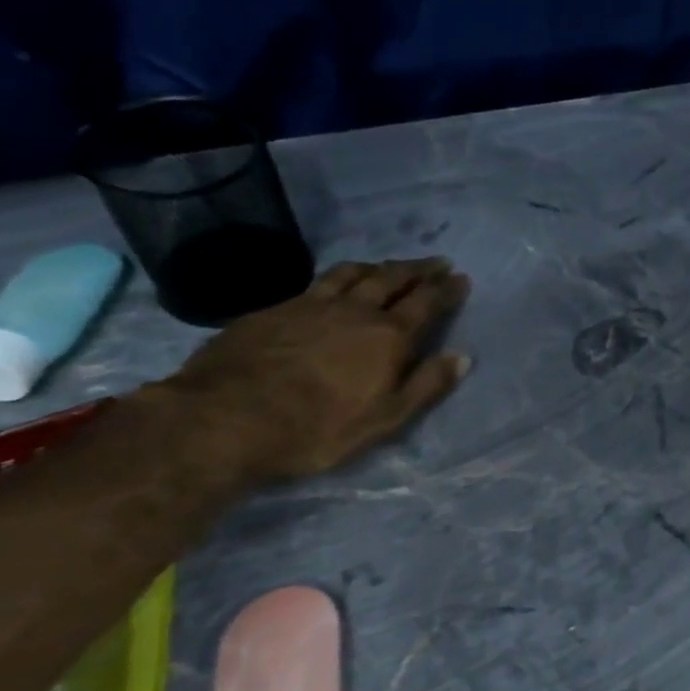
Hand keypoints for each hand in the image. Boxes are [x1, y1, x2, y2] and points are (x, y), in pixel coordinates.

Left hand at [152, 258, 470, 481]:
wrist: (227, 418)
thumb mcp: (386, 418)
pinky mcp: (275, 309)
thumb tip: (462, 356)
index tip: (461, 278)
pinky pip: (319, 281)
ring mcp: (311, 305)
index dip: (446, 290)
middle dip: (418, 269)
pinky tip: (336, 283)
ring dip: (379, 266)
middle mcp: (354, 310)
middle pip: (392, 279)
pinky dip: (340, 276)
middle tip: (436, 262)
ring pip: (353, 273)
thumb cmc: (318, 428)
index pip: (426, 304)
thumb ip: (426, 385)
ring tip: (390, 266)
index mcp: (387, 336)